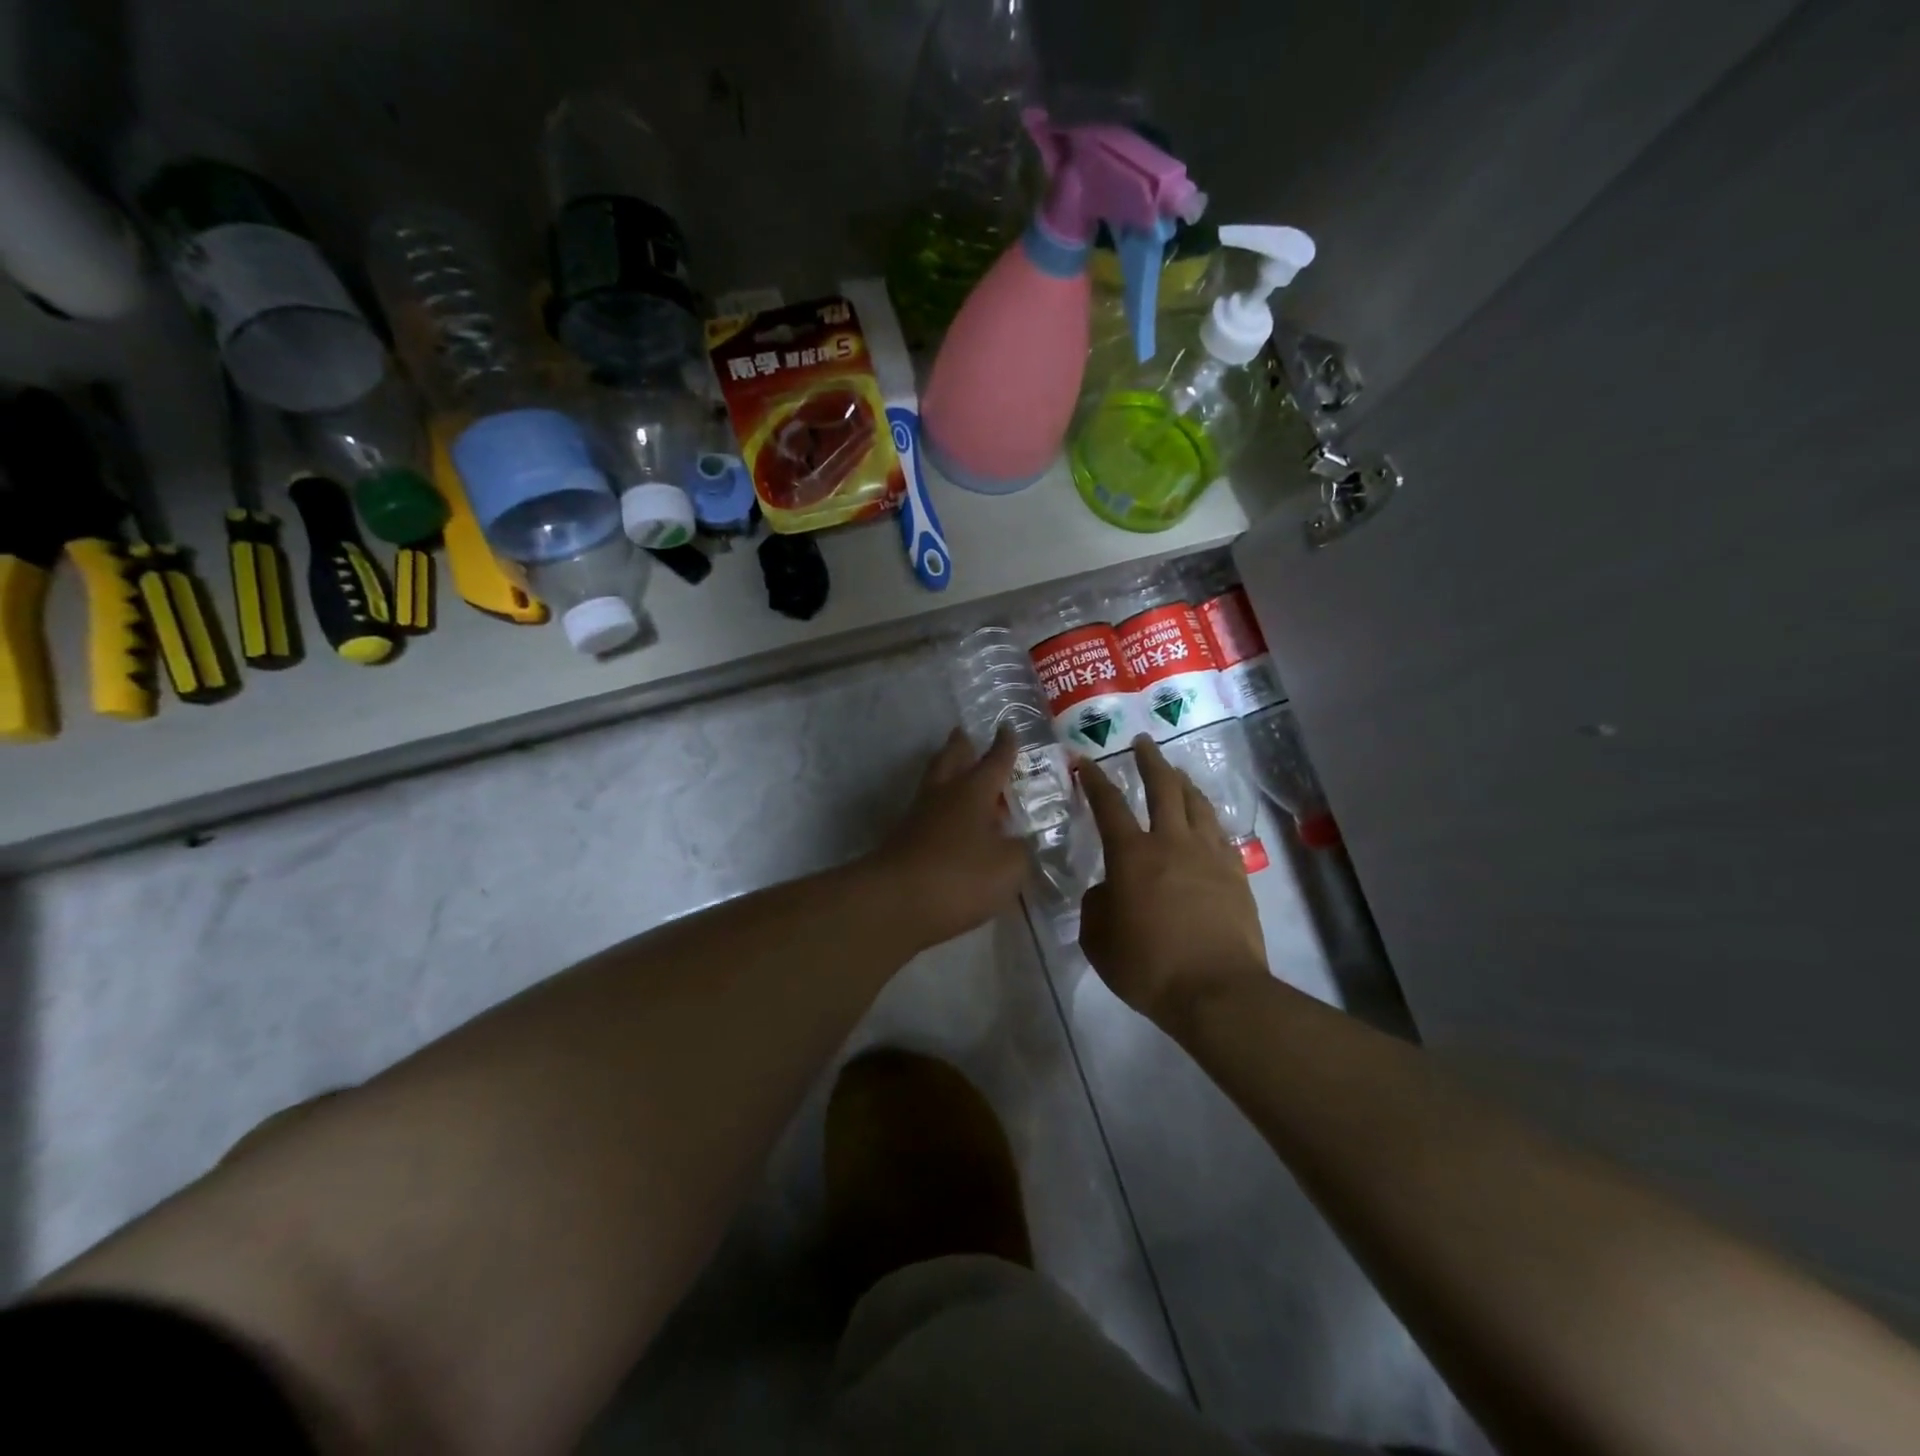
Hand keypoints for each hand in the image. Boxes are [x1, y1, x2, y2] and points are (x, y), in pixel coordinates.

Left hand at [871, 727, 1027, 950]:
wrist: (896, 902)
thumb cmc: (960, 876)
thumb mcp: (1009, 866)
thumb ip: (1021, 850)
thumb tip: (1020, 842)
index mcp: (973, 791)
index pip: (994, 760)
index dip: (1004, 745)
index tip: (1007, 727)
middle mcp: (944, 795)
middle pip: (951, 759)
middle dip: (961, 746)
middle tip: (965, 735)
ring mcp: (918, 817)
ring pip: (935, 784)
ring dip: (947, 775)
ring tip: (959, 775)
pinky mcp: (904, 841)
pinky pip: (928, 815)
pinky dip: (942, 811)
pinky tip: (951, 824)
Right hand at [1077, 736, 1269, 1030]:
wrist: (1216, 990)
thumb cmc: (1148, 966)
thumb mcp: (1098, 940)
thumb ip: (1096, 906)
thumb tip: (1108, 891)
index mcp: (1132, 854)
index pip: (1109, 805)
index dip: (1095, 780)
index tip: (1086, 761)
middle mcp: (1171, 842)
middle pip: (1163, 787)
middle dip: (1150, 760)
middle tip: (1143, 742)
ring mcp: (1209, 855)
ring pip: (1197, 803)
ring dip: (1182, 782)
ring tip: (1175, 772)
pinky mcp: (1235, 873)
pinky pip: (1219, 831)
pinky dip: (1207, 816)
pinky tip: (1205, 819)